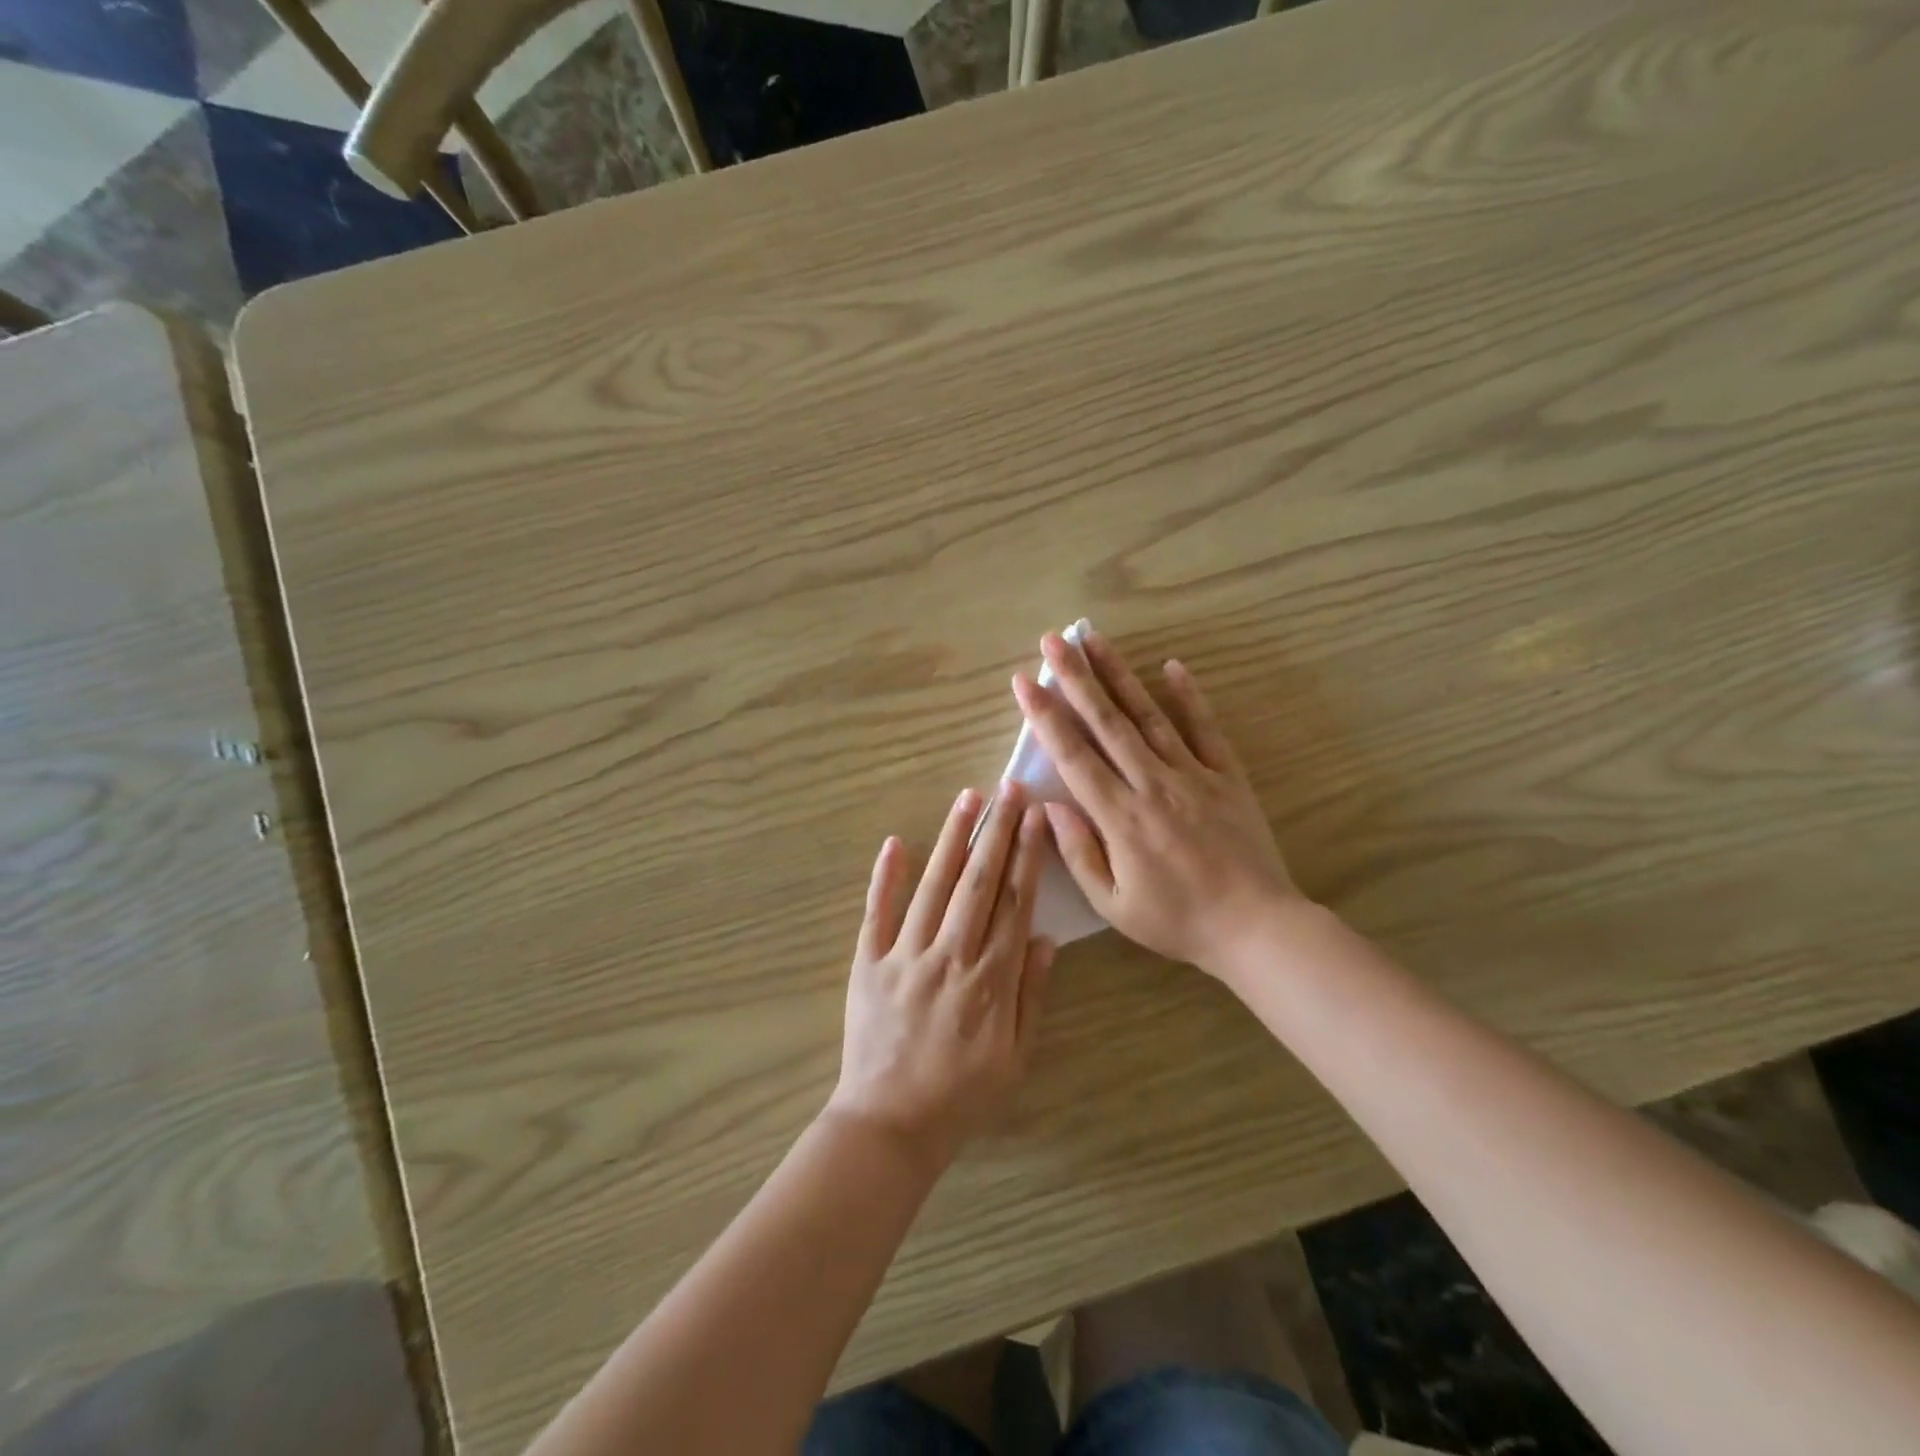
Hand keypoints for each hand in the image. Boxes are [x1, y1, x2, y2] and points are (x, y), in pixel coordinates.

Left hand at [828, 784, 1054, 1168]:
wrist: (890, 1125)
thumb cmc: (962, 1095)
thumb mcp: (1015, 1057)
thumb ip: (1031, 994)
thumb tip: (1044, 937)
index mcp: (991, 979)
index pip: (1014, 902)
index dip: (1026, 855)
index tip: (1034, 817)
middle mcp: (951, 956)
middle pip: (978, 882)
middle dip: (996, 831)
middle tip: (1008, 789)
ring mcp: (905, 956)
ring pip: (933, 886)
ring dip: (951, 839)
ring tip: (967, 798)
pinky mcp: (868, 963)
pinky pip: (877, 913)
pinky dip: (885, 877)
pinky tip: (895, 842)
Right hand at [1011, 629, 1301, 979]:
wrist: (1255, 927)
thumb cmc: (1176, 920)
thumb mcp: (1113, 904)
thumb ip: (1078, 852)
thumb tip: (1048, 806)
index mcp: (1120, 816)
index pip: (1073, 755)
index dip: (1046, 716)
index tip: (1025, 681)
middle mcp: (1152, 783)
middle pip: (1107, 721)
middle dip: (1076, 677)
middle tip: (1054, 640)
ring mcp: (1192, 774)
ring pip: (1148, 715)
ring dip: (1119, 675)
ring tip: (1095, 639)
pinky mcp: (1226, 776)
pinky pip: (1205, 728)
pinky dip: (1188, 696)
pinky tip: (1171, 666)